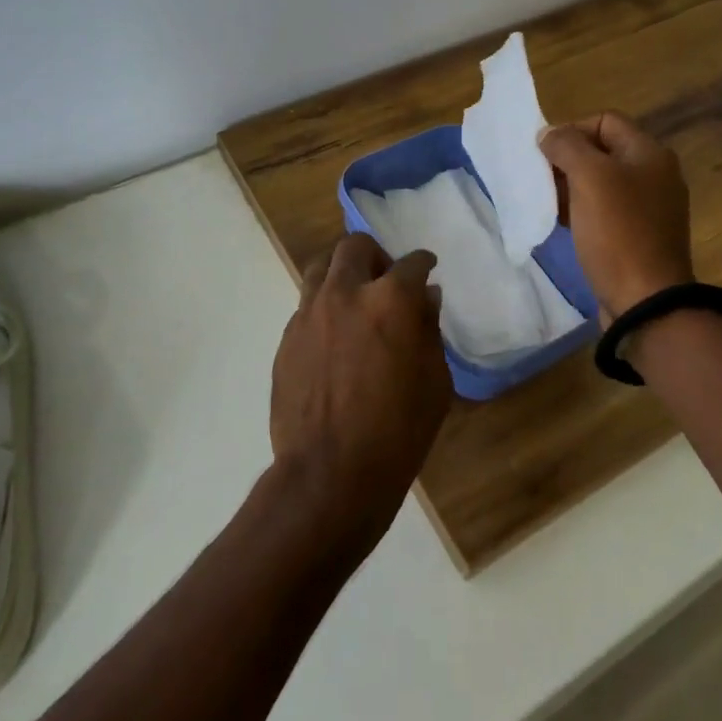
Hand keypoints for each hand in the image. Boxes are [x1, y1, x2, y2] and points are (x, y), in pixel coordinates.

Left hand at [269, 233, 452, 554]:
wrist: (328, 474)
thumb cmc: (396, 434)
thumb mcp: (434, 384)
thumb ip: (429, 330)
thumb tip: (426, 297)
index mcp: (389, 301)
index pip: (411, 263)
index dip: (423, 263)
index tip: (427, 268)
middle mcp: (345, 292)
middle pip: (356, 246)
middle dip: (376, 256)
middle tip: (386, 279)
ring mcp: (310, 311)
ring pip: (322, 265)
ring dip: (343, 271)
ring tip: (354, 296)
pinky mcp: (287, 335)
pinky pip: (307, 303)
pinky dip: (325, 305)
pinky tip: (334, 334)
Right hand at [540, 111, 696, 320]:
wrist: (645, 301)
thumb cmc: (618, 231)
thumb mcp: (589, 177)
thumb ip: (566, 146)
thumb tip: (549, 135)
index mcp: (649, 153)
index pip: (604, 120)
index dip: (571, 129)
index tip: (546, 154)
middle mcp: (654, 175)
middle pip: (601, 150)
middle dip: (567, 159)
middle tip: (541, 177)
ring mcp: (647, 207)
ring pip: (599, 181)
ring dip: (569, 185)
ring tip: (546, 200)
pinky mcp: (637, 234)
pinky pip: (603, 209)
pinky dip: (580, 209)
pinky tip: (560, 221)